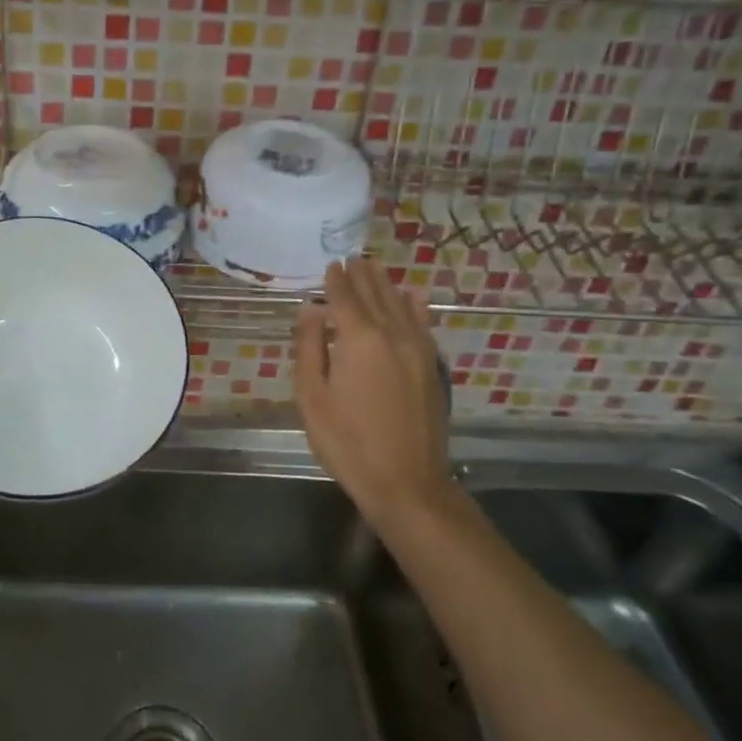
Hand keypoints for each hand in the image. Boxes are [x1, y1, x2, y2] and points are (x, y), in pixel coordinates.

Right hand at [293, 258, 458, 534]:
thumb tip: (310, 309)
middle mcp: (392, 334)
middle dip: (361, 275)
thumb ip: (309, 347)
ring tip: (374, 268)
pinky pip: (422, 324)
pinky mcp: (432, 367)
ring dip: (385, 284)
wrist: (406, 482)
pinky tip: (412, 297)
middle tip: (351, 258)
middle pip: (375, 295)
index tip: (330, 264)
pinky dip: (414, 306)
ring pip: (400, 305)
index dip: (335, 280)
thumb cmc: (347, 441)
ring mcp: (418, 349)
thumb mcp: (312, 396)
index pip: (344, 297)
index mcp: (359, 339)